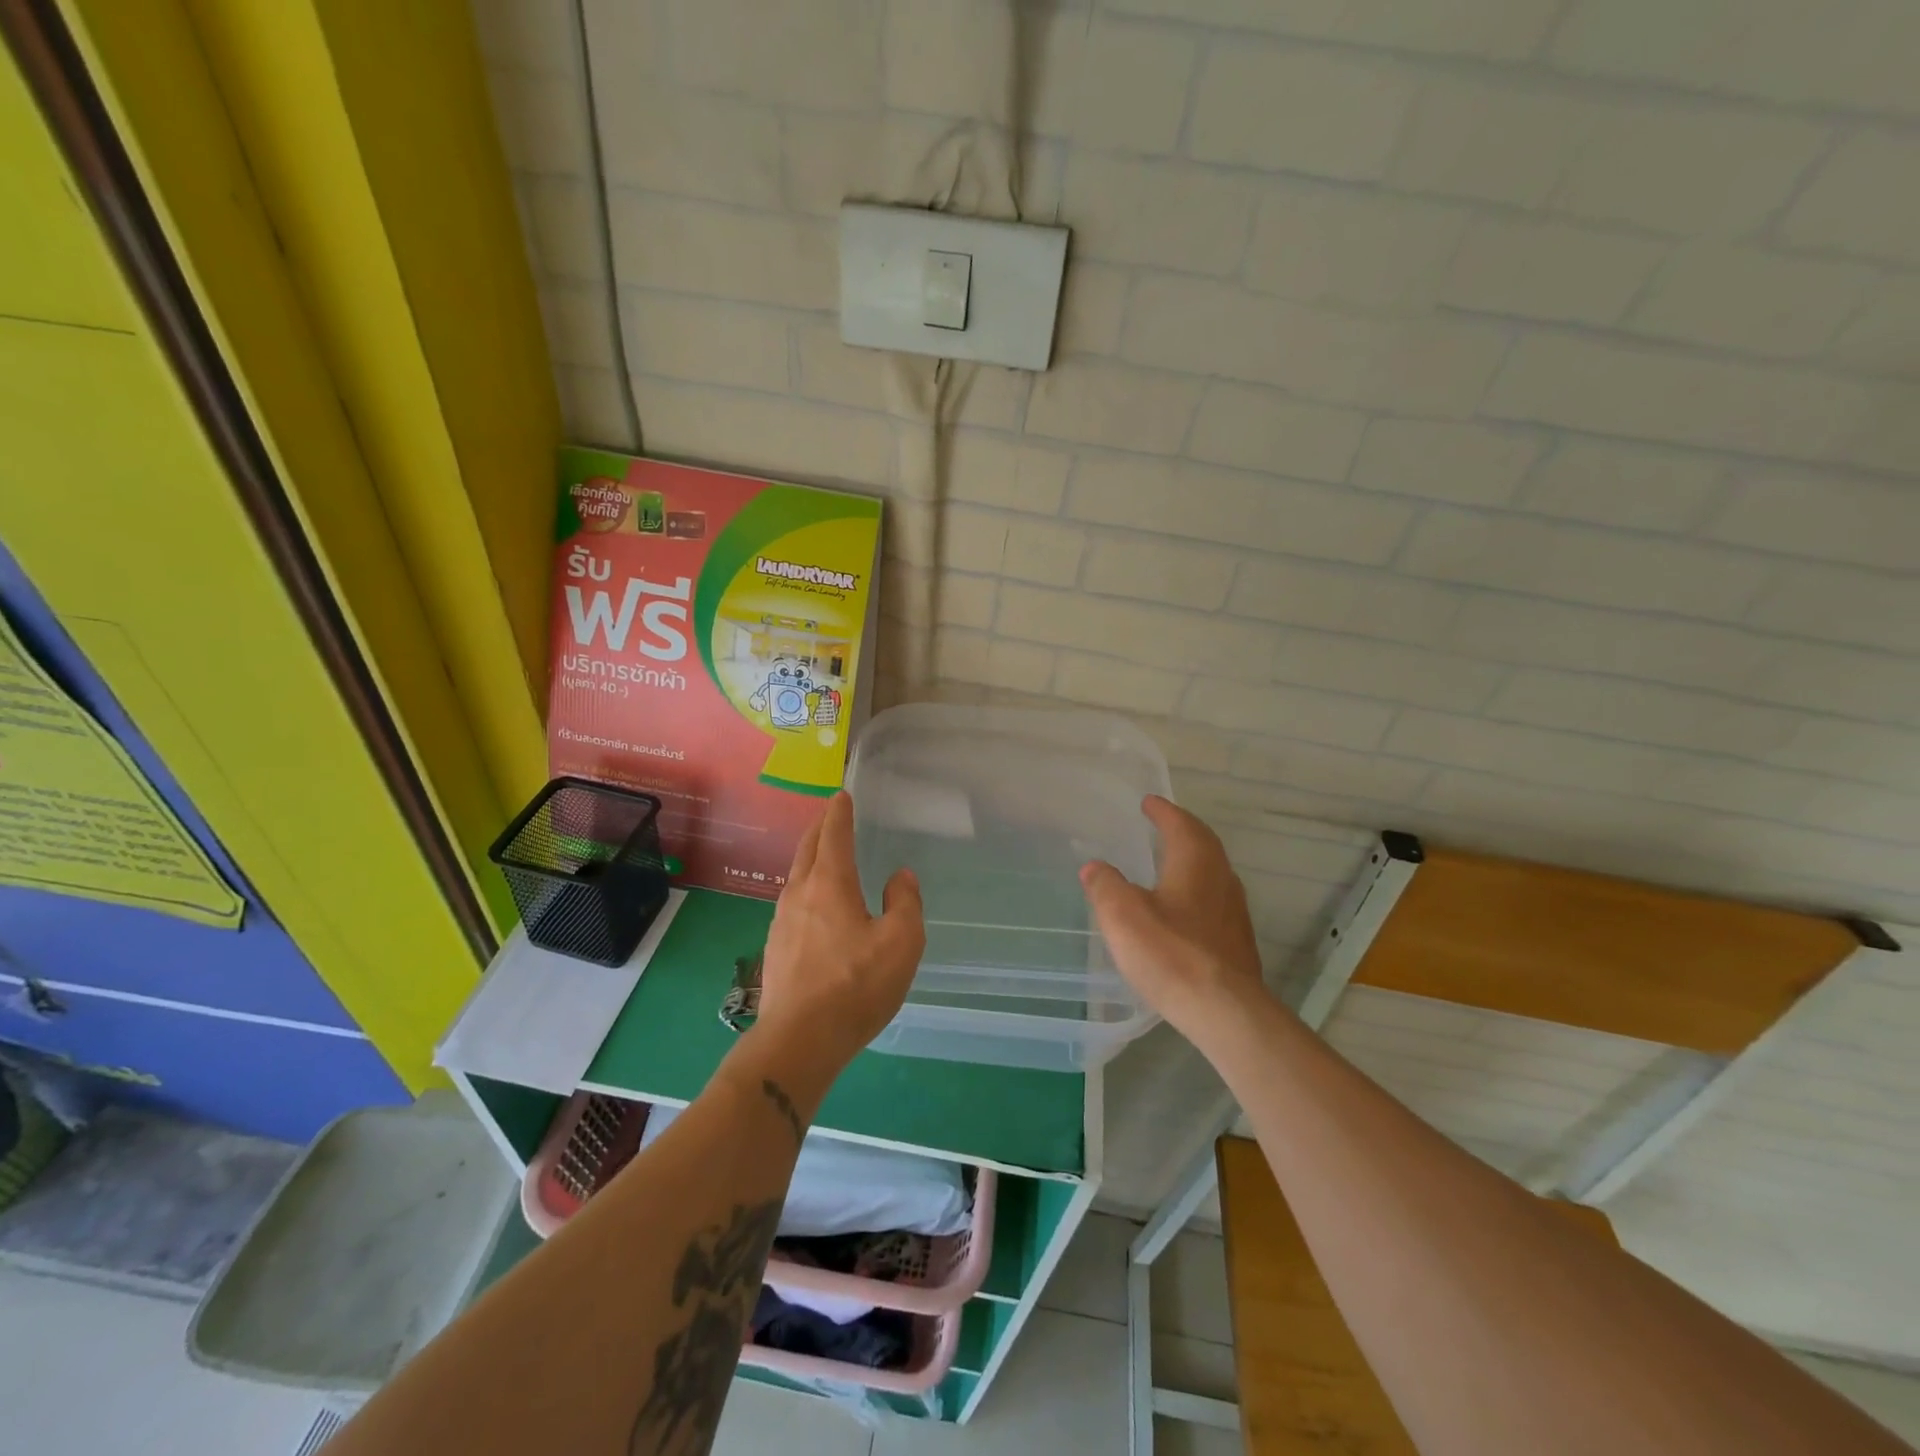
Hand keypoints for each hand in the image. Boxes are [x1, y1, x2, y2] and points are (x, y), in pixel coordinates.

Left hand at [756, 792, 925, 1072]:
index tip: (841, 796)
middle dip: (819, 828)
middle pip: (807, 850)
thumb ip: (904, 903)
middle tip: (830, 816)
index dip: (839, 813)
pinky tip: (813, 907)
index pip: (833, 835)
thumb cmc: (856, 985)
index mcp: (830, 884)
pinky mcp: (775, 949)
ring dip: (810, 858)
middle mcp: (800, 894)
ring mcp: (781, 922)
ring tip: (822, 856)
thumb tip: (899, 877)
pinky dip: (805, 888)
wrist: (799, 1040)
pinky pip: (792, 904)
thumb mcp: (901, 942)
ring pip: (796, 877)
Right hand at [1080, 796, 1268, 1048]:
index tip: (1149, 802)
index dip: (1162, 811)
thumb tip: (1094, 866)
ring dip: (1192, 860)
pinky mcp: (1237, 941)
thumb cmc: (1170, 953)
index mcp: (1195, 863)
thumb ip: (1105, 885)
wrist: (1224, 1010)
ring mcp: (1234, 911)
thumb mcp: (1122, 915)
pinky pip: (1215, 899)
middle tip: (1162, 824)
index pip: (1180, 824)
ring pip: (1213, 872)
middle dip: (1182, 830)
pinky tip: (1182, 909)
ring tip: (1170, 862)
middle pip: (1204, 843)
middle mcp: (1221, 878)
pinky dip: (1197, 889)